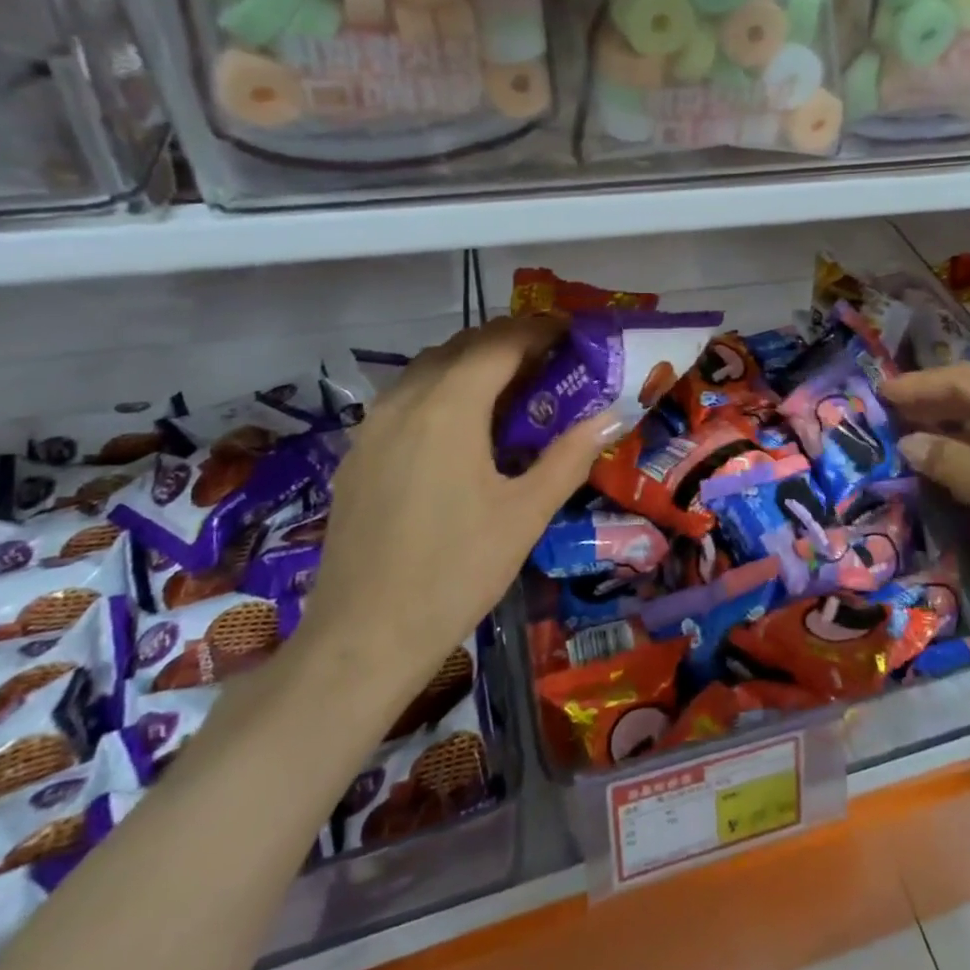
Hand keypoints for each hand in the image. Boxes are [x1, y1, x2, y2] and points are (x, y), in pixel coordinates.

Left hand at [299, 318, 618, 707]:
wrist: (363, 640)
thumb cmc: (456, 572)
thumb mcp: (526, 514)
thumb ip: (570, 456)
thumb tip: (612, 416)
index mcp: (448, 408)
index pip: (499, 343)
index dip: (538, 330)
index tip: (572, 331)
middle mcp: (404, 402)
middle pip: (460, 346)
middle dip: (507, 341)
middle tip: (551, 358)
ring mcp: (372, 428)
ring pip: (427, 369)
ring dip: (471, 362)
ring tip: (512, 386)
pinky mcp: (357, 455)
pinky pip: (405, 398)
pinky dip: (442, 389)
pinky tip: (463, 428)